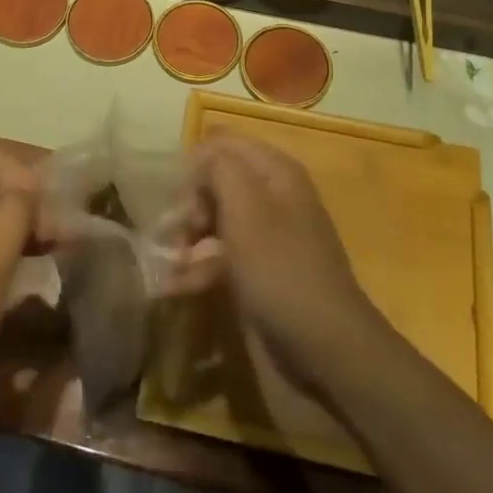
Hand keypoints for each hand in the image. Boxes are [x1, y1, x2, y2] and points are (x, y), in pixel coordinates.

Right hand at [190, 134, 383, 393]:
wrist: (324, 349)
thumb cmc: (280, 268)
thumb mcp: (246, 207)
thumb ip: (219, 168)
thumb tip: (201, 158)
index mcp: (275, 171)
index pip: (224, 144)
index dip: (195, 164)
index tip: (177, 197)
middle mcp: (272, 196)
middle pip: (217, 182)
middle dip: (189, 204)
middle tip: (176, 233)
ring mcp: (267, 237)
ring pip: (215, 221)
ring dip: (187, 239)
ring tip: (168, 263)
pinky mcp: (259, 273)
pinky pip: (220, 258)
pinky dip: (197, 269)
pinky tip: (173, 287)